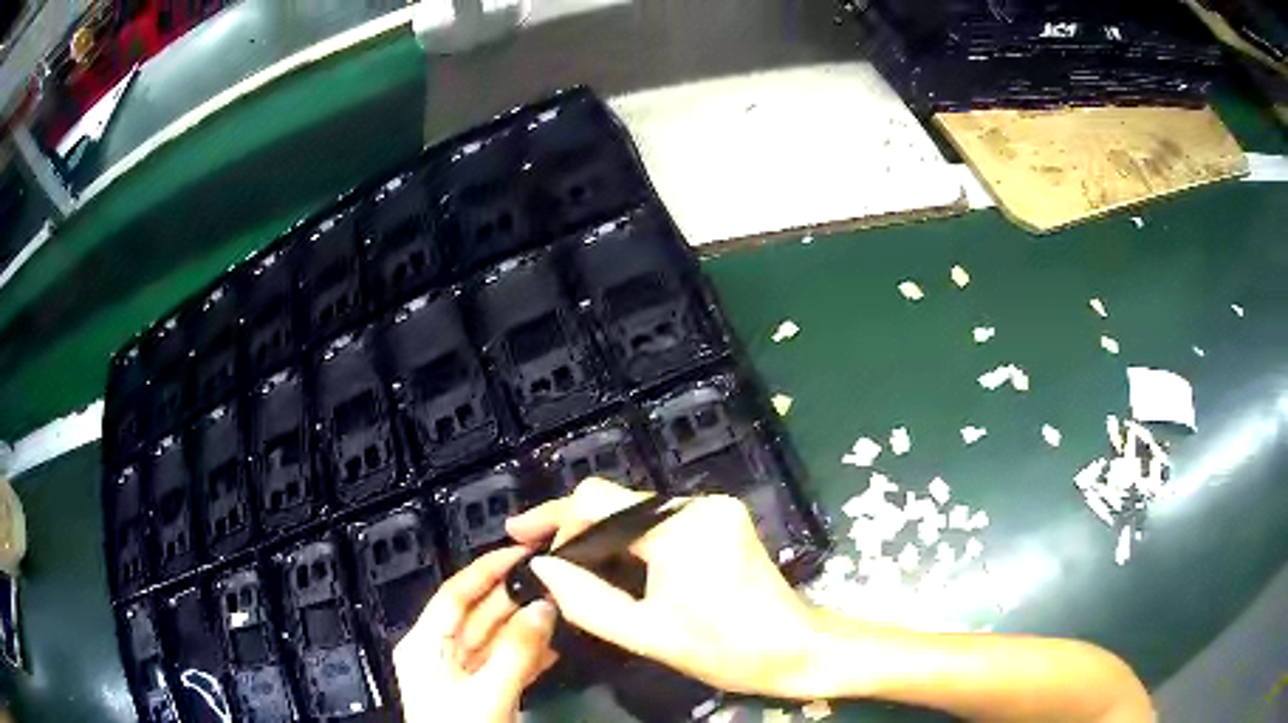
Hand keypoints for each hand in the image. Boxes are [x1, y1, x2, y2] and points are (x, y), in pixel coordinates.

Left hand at [393, 546, 558, 722]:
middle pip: (477, 614)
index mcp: (425, 644)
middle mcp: (438, 652)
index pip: (455, 593)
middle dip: (514, 597)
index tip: (523, 549)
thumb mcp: (486, 692)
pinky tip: (555, 648)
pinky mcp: (479, 693)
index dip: (487, 568)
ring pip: (494, 639)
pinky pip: (504, 663)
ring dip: (527, 626)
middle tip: (554, 580)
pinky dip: (528, 654)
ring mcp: (459, 675)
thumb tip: (544, 607)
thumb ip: (515, 650)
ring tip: (563, 609)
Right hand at [505, 478, 825, 697]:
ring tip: (565, 565)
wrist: (797, 649)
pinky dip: (629, 542)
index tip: (520, 536)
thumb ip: (587, 601)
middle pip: (617, 503)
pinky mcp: (722, 521)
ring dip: (601, 537)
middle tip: (537, 554)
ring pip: (637, 513)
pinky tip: (609, 565)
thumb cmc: (726, 650)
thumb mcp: (647, 634)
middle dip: (574, 528)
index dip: (554, 517)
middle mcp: (698, 505)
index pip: (598, 502)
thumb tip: (541, 567)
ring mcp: (714, 509)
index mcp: (679, 528)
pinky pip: (660, 523)